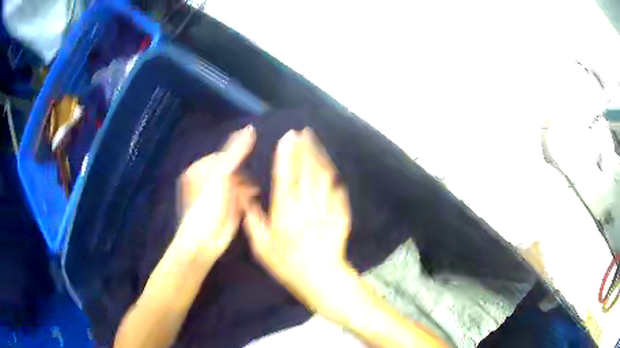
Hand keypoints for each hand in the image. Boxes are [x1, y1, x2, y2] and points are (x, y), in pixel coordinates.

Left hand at [177, 124, 256, 260]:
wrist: (204, 241)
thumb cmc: (208, 206)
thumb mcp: (221, 175)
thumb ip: (235, 152)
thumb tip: (250, 128)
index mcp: (201, 167)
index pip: (225, 155)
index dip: (236, 161)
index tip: (242, 170)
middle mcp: (209, 179)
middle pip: (234, 169)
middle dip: (242, 177)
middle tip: (245, 188)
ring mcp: (218, 194)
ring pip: (240, 182)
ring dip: (246, 188)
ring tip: (245, 198)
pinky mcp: (228, 207)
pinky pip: (241, 196)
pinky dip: (246, 198)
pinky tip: (246, 204)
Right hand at [243, 128, 352, 309]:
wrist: (321, 278)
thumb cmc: (287, 265)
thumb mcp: (262, 247)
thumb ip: (253, 220)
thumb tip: (244, 197)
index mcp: (286, 212)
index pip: (285, 177)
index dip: (286, 155)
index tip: (287, 138)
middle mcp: (306, 206)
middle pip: (306, 172)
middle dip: (304, 149)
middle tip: (303, 132)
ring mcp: (326, 209)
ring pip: (323, 178)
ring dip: (319, 158)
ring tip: (315, 142)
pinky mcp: (340, 215)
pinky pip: (337, 192)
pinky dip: (332, 178)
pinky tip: (330, 169)